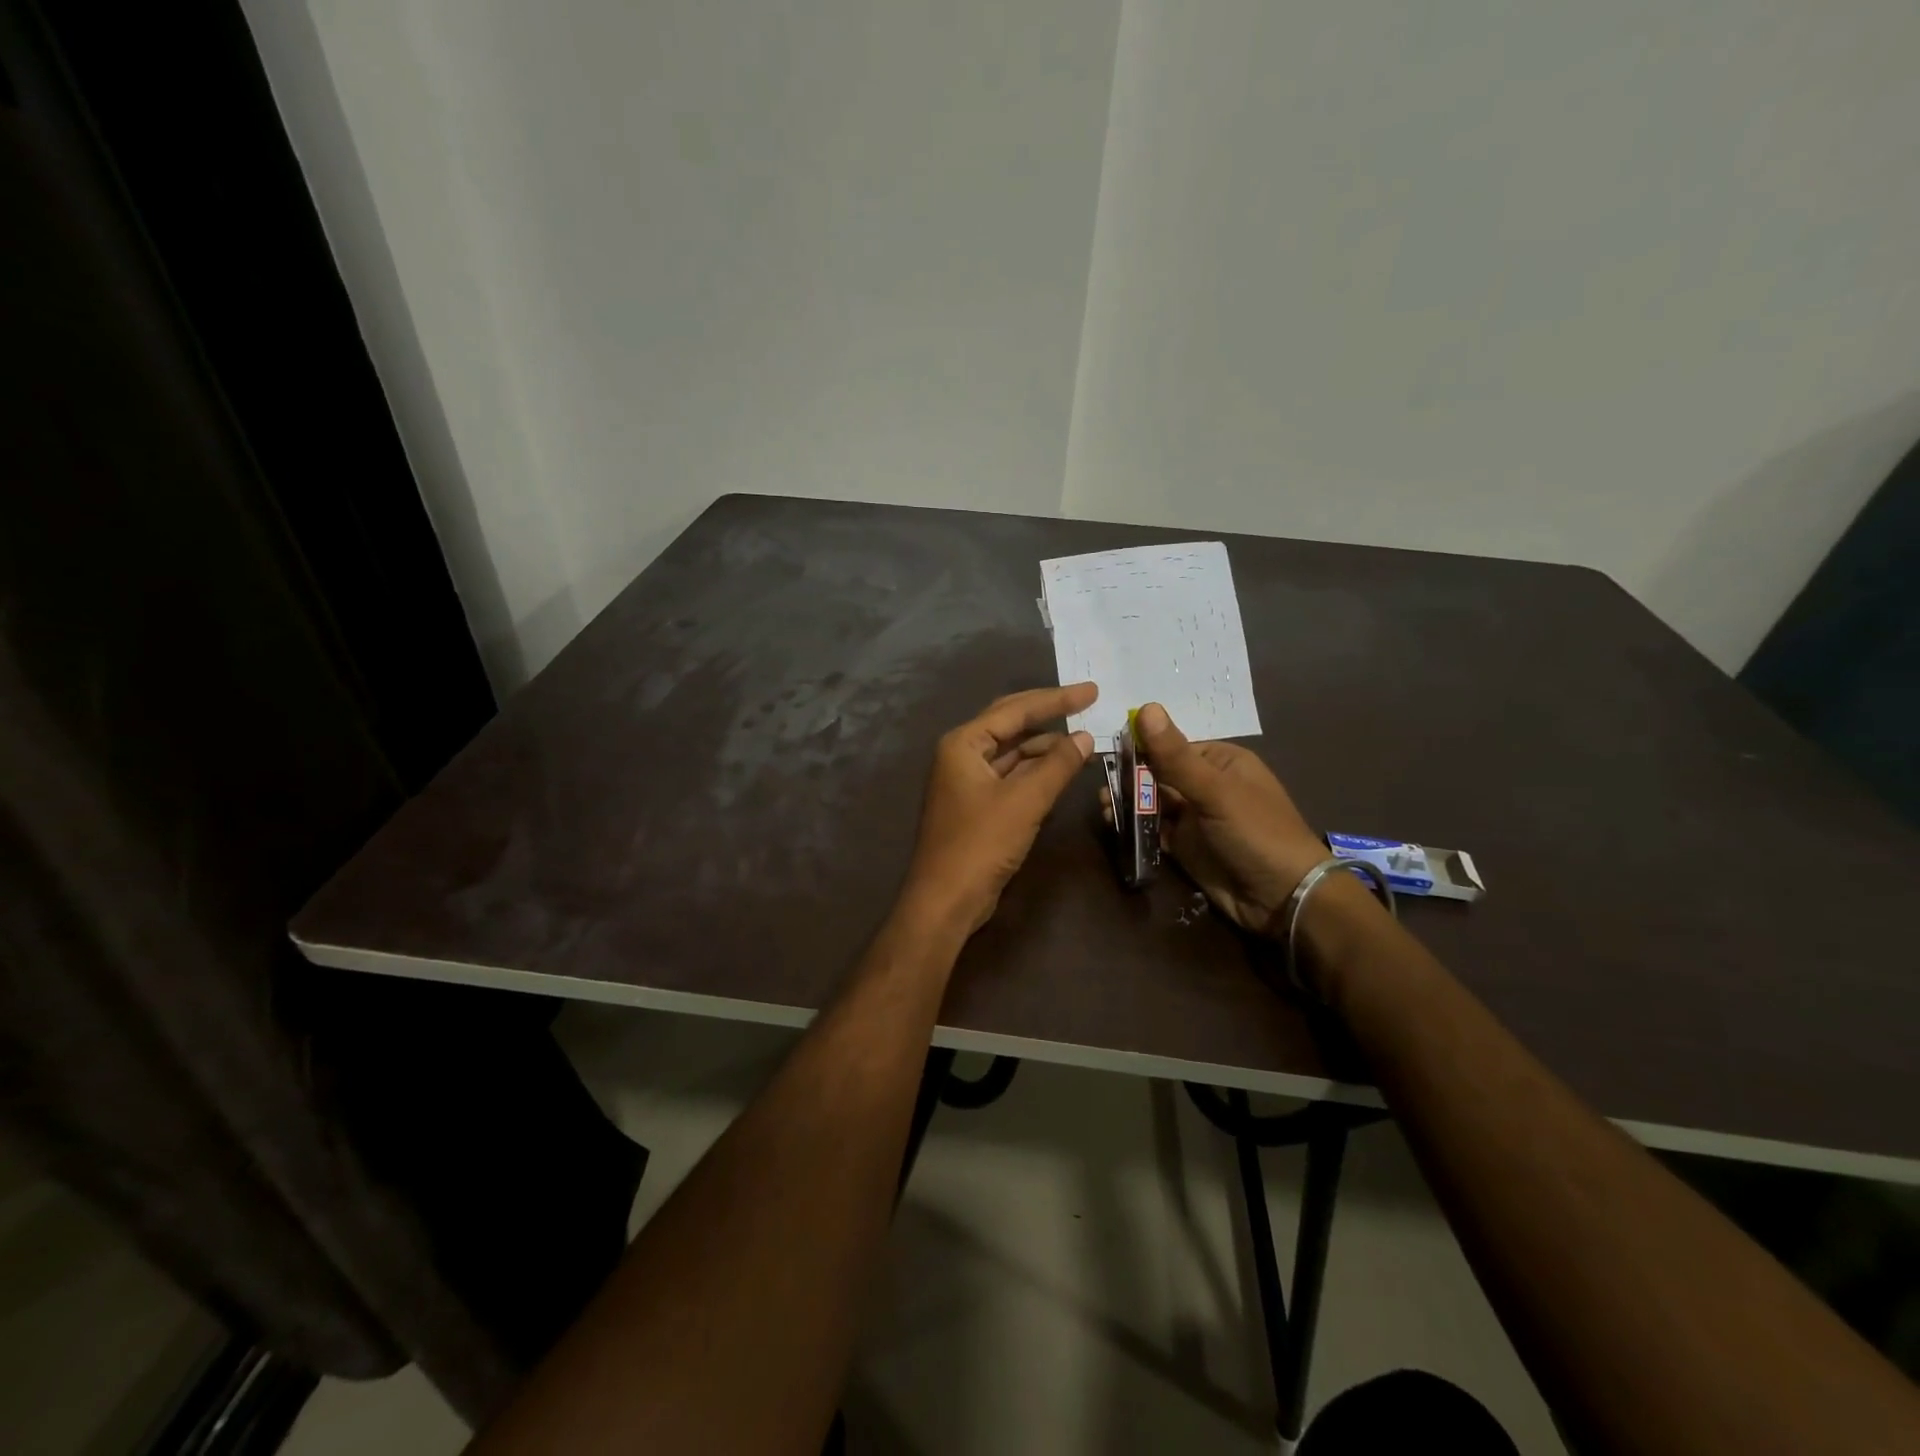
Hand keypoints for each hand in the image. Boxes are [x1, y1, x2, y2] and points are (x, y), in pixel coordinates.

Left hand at [900, 684, 1097, 934]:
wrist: (946, 900)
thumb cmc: (980, 844)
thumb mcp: (1024, 801)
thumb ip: (1057, 766)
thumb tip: (1085, 737)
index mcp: (963, 744)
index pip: (1015, 709)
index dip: (1056, 699)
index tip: (1091, 691)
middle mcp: (961, 755)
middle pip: (1010, 723)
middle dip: (1049, 714)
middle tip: (1087, 702)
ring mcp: (967, 781)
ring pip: (1012, 752)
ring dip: (1045, 746)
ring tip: (1083, 742)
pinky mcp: (976, 805)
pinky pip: (1010, 776)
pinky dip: (1035, 771)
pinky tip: (1061, 770)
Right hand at [1102, 702, 1325, 933]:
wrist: (1282, 898)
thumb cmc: (1256, 833)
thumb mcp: (1215, 792)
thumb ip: (1176, 756)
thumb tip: (1146, 708)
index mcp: (1220, 762)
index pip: (1170, 747)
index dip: (1139, 750)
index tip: (1109, 756)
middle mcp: (1206, 785)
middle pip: (1157, 775)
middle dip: (1129, 780)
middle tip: (1104, 790)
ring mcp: (1195, 817)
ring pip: (1152, 803)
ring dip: (1128, 804)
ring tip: (1105, 809)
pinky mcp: (1186, 846)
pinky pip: (1154, 829)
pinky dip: (1134, 826)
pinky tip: (1114, 824)